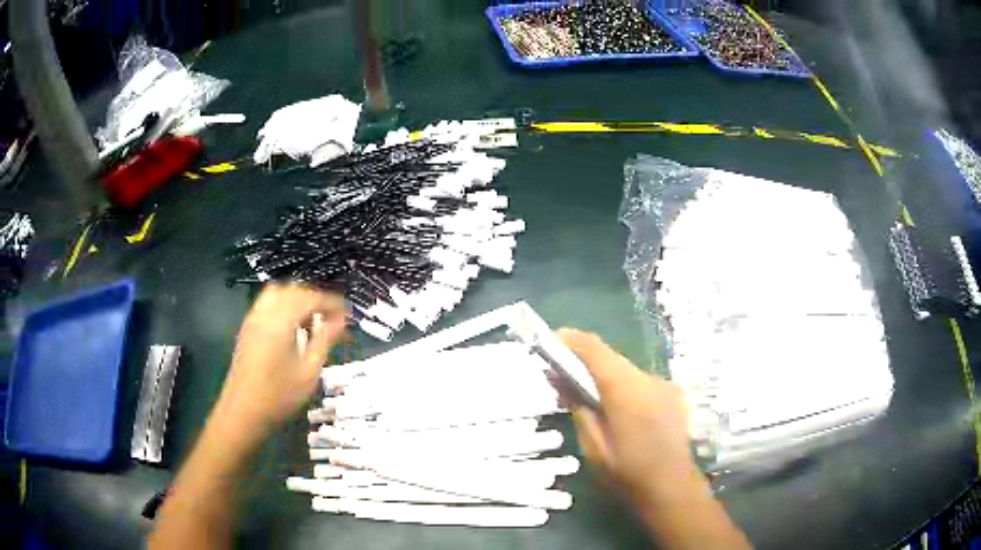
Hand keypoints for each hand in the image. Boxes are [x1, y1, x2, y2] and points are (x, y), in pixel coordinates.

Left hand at [215, 284, 346, 437]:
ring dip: (298, 300)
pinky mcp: (247, 329)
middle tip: (332, 316)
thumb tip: (341, 320)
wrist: (242, 412)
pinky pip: (267, 304)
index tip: (348, 312)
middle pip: (293, 290)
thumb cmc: (279, 396)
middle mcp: (265, 313)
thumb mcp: (309, 371)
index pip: (310, 297)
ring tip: (312, 320)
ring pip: (278, 294)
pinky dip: (284, 306)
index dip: (332, 302)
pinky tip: (292, 328)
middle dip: (315, 298)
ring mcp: (253, 319)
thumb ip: (325, 340)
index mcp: (281, 320)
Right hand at [557, 329, 697, 504]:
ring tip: (588, 396)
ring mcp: (664, 385)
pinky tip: (616, 409)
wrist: (672, 487)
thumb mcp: (593, 447)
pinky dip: (622, 386)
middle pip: (611, 358)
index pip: (596, 350)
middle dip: (585, 360)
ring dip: (604, 375)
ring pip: (626, 369)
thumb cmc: (627, 473)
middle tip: (562, 375)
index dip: (571, 340)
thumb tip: (560, 379)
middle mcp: (648, 380)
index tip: (550, 341)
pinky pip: (640, 381)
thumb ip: (578, 408)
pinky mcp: (672, 393)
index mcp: (626, 392)